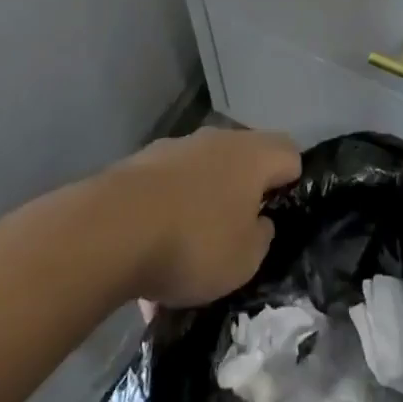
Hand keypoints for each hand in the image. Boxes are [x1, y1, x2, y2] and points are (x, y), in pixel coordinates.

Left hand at [107, 127, 301, 306]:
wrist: (111, 230)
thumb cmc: (194, 243)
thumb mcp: (245, 260)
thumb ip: (261, 238)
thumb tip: (259, 222)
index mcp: (254, 155)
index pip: (291, 154)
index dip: (291, 183)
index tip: (279, 216)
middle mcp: (219, 139)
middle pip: (244, 161)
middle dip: (242, 196)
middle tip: (236, 237)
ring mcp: (177, 148)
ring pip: (202, 176)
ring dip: (201, 207)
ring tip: (184, 259)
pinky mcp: (140, 163)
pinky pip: (166, 191)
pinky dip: (165, 216)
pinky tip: (148, 261)